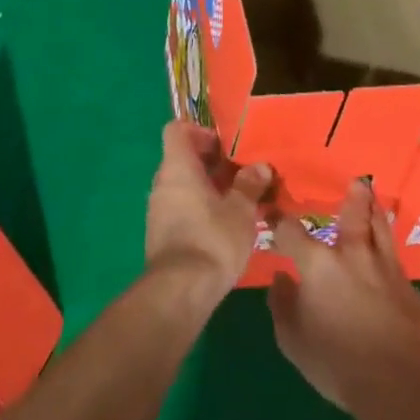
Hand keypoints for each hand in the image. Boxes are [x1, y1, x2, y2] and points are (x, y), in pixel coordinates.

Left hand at [145, 122, 272, 295]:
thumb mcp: (240, 210)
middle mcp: (162, 182)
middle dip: (211, 163)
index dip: (199, 131)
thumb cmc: (212, 238)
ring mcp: (158, 208)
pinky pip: (180, 207)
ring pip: (183, 185)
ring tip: (238, 201)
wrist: (181, 290)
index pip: (177, 130)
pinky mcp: (161, 232)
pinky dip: (199, 207)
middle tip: (240, 174)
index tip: (223, 146)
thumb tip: (260, 167)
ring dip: (208, 188)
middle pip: (182, 158)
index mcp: (177, 167)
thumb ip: (249, 185)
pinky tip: (224, 225)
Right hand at [268, 179, 419, 415]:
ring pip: (380, 229)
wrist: (399, 384)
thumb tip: (281, 277)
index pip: (291, 231)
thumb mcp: (293, 339)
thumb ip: (282, 304)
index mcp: (317, 264)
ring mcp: (384, 269)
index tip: (271, 210)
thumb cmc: (336, 361)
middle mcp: (351, 255)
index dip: (278, 219)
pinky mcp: (409, 288)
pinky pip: (395, 258)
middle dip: (352, 197)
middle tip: (356, 181)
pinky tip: (388, 251)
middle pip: (352, 216)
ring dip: (375, 211)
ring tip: (374, 197)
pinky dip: (388, 246)